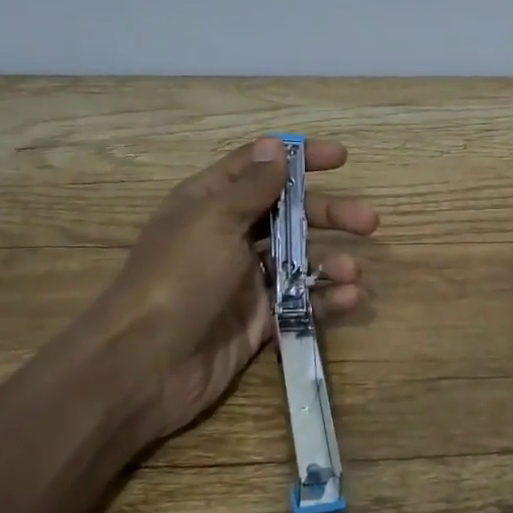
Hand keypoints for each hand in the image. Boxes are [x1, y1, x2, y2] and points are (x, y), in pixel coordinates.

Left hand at [82, 136, 377, 445]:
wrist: (144, 366)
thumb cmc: (179, 278)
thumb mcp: (214, 221)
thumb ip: (251, 186)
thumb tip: (276, 146)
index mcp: (210, 203)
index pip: (259, 167)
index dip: (299, 158)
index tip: (341, 158)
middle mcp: (229, 236)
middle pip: (289, 213)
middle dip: (330, 213)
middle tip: (368, 221)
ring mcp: (244, 279)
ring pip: (299, 259)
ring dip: (331, 260)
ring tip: (354, 272)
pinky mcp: (258, 319)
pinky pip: (300, 301)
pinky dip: (326, 298)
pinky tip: (350, 299)